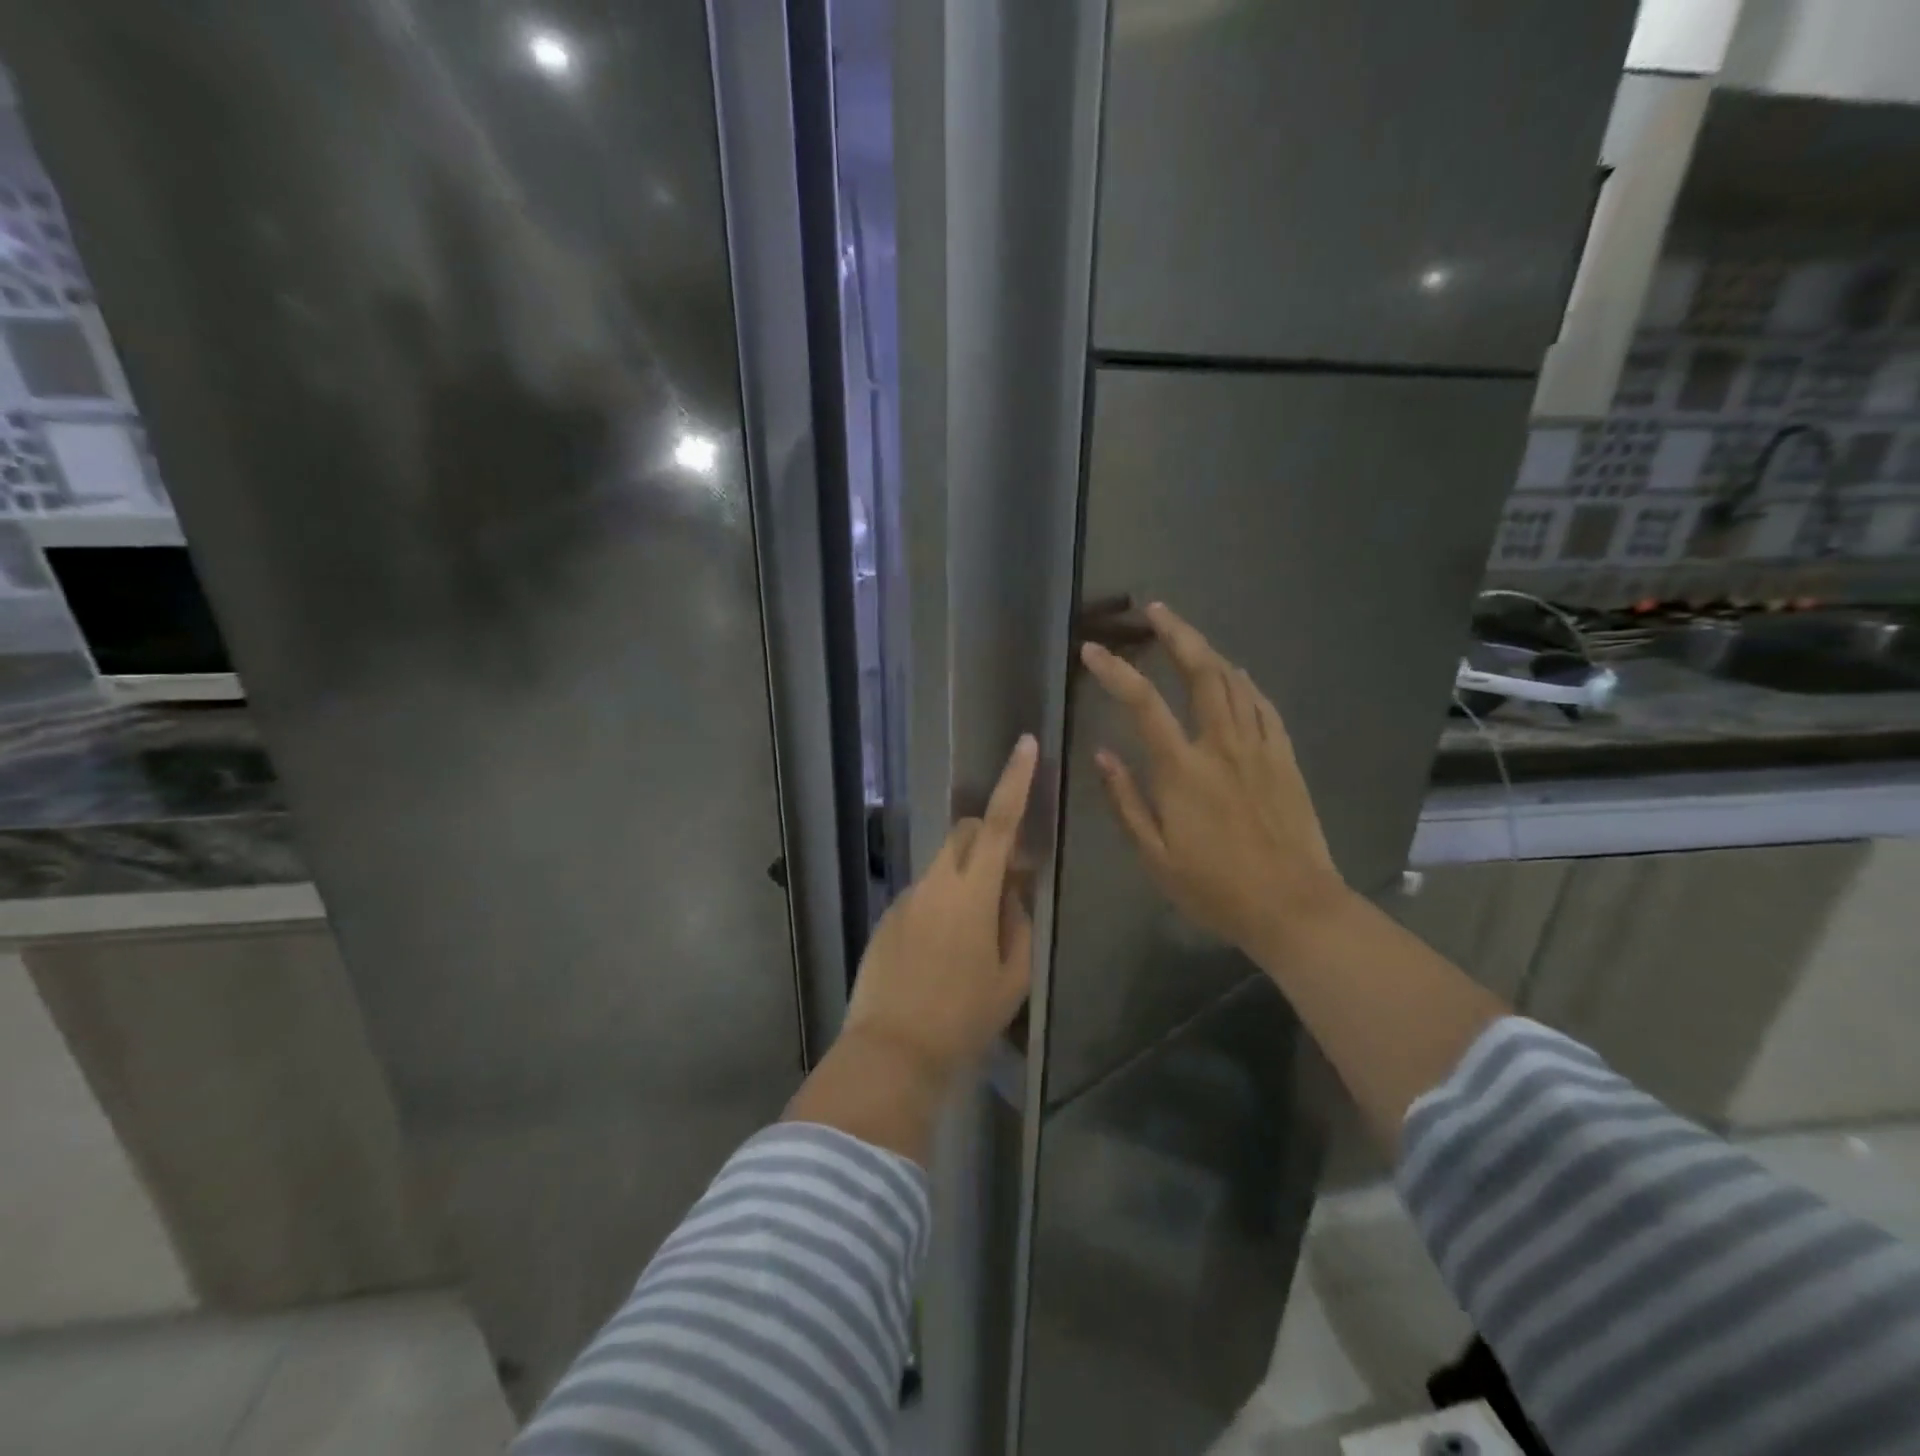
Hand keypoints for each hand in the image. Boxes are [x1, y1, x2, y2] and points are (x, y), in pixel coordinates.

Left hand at [841, 734, 1038, 1085]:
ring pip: (944, 868)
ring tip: (974, 939)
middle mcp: (934, 884)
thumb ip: (1017, 923)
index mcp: (971, 893)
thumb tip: (1011, 894)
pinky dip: (941, 906)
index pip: (999, 823)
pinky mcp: (886, 920)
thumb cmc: (963, 1019)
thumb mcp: (1012, 977)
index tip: (1025, 744)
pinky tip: (942, 957)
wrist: (891, 1054)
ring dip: (966, 881)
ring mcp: (905, 900)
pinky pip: (923, 896)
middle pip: (966, 834)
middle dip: (990, 837)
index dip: (1015, 781)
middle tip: (1010, 878)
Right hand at [1079, 602, 1350, 959]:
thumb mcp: (1154, 856)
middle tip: (1156, 610)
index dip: (1115, 671)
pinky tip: (1237, 675)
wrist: (1294, 907)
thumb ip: (1125, 801)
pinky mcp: (1285, 759)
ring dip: (1209, 650)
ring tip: (1187, 635)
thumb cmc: (1215, 888)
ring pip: (1235, 682)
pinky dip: (1247, 683)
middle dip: (1176, 634)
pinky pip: (1265, 706)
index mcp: (1182, 770)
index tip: (1092, 650)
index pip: (1143, 704)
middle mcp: (1221, 746)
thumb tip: (1101, 754)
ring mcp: (1259, 748)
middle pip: (1201, 672)